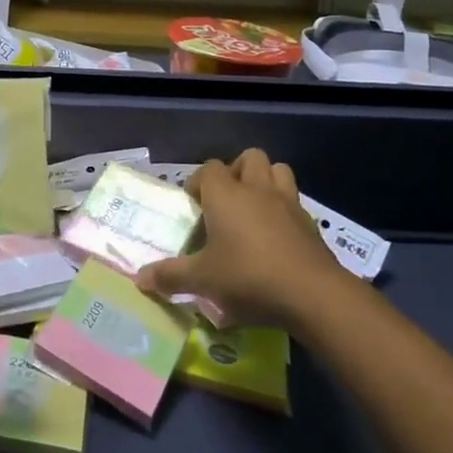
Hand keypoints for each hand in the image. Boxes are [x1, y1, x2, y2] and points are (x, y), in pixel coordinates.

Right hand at [136, 148, 341, 328]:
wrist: (313, 295)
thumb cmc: (248, 277)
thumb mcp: (203, 281)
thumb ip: (170, 276)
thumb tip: (139, 279)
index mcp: (226, 195)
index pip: (208, 169)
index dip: (198, 183)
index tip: (194, 207)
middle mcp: (257, 189)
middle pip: (249, 158)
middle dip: (237, 172)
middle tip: (226, 201)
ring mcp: (288, 203)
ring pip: (278, 171)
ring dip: (266, 182)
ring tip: (254, 209)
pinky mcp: (311, 224)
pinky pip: (296, 203)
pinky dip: (285, 211)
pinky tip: (278, 238)